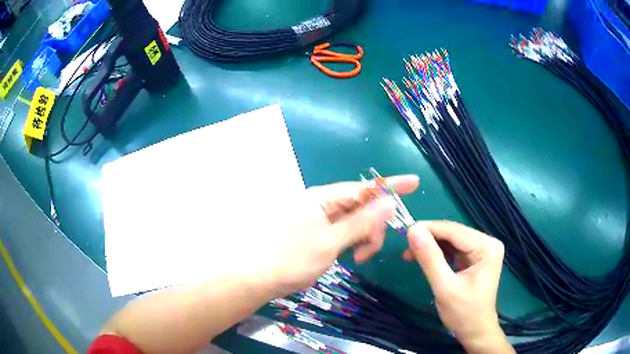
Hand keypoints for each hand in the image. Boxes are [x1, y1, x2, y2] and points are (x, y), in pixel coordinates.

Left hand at [262, 175, 418, 295]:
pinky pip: (346, 230)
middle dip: (373, 226)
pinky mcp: (320, 230)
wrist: (263, 278)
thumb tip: (389, 202)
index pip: (364, 188)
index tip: (414, 182)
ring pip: (357, 220)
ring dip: (364, 237)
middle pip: (363, 206)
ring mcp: (321, 217)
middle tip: (368, 252)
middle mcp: (323, 203)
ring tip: (358, 258)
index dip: (391, 185)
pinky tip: (351, 255)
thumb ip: (361, 222)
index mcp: (323, 198)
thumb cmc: (294, 260)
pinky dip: (354, 241)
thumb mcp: (331, 242)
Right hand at [403, 221, 513, 353]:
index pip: (454, 230)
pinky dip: (438, 253)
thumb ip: (430, 258)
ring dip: (431, 246)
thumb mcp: (445, 287)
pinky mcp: (476, 257)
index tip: (405, 233)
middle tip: (406, 248)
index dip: (429, 229)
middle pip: (453, 233)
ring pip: (452, 240)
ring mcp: (482, 249)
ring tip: (410, 255)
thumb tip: (412, 230)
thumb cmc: (463, 313)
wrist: (475, 331)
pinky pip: (454, 249)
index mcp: (486, 247)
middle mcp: (487, 242)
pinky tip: (425, 259)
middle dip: (429, 239)